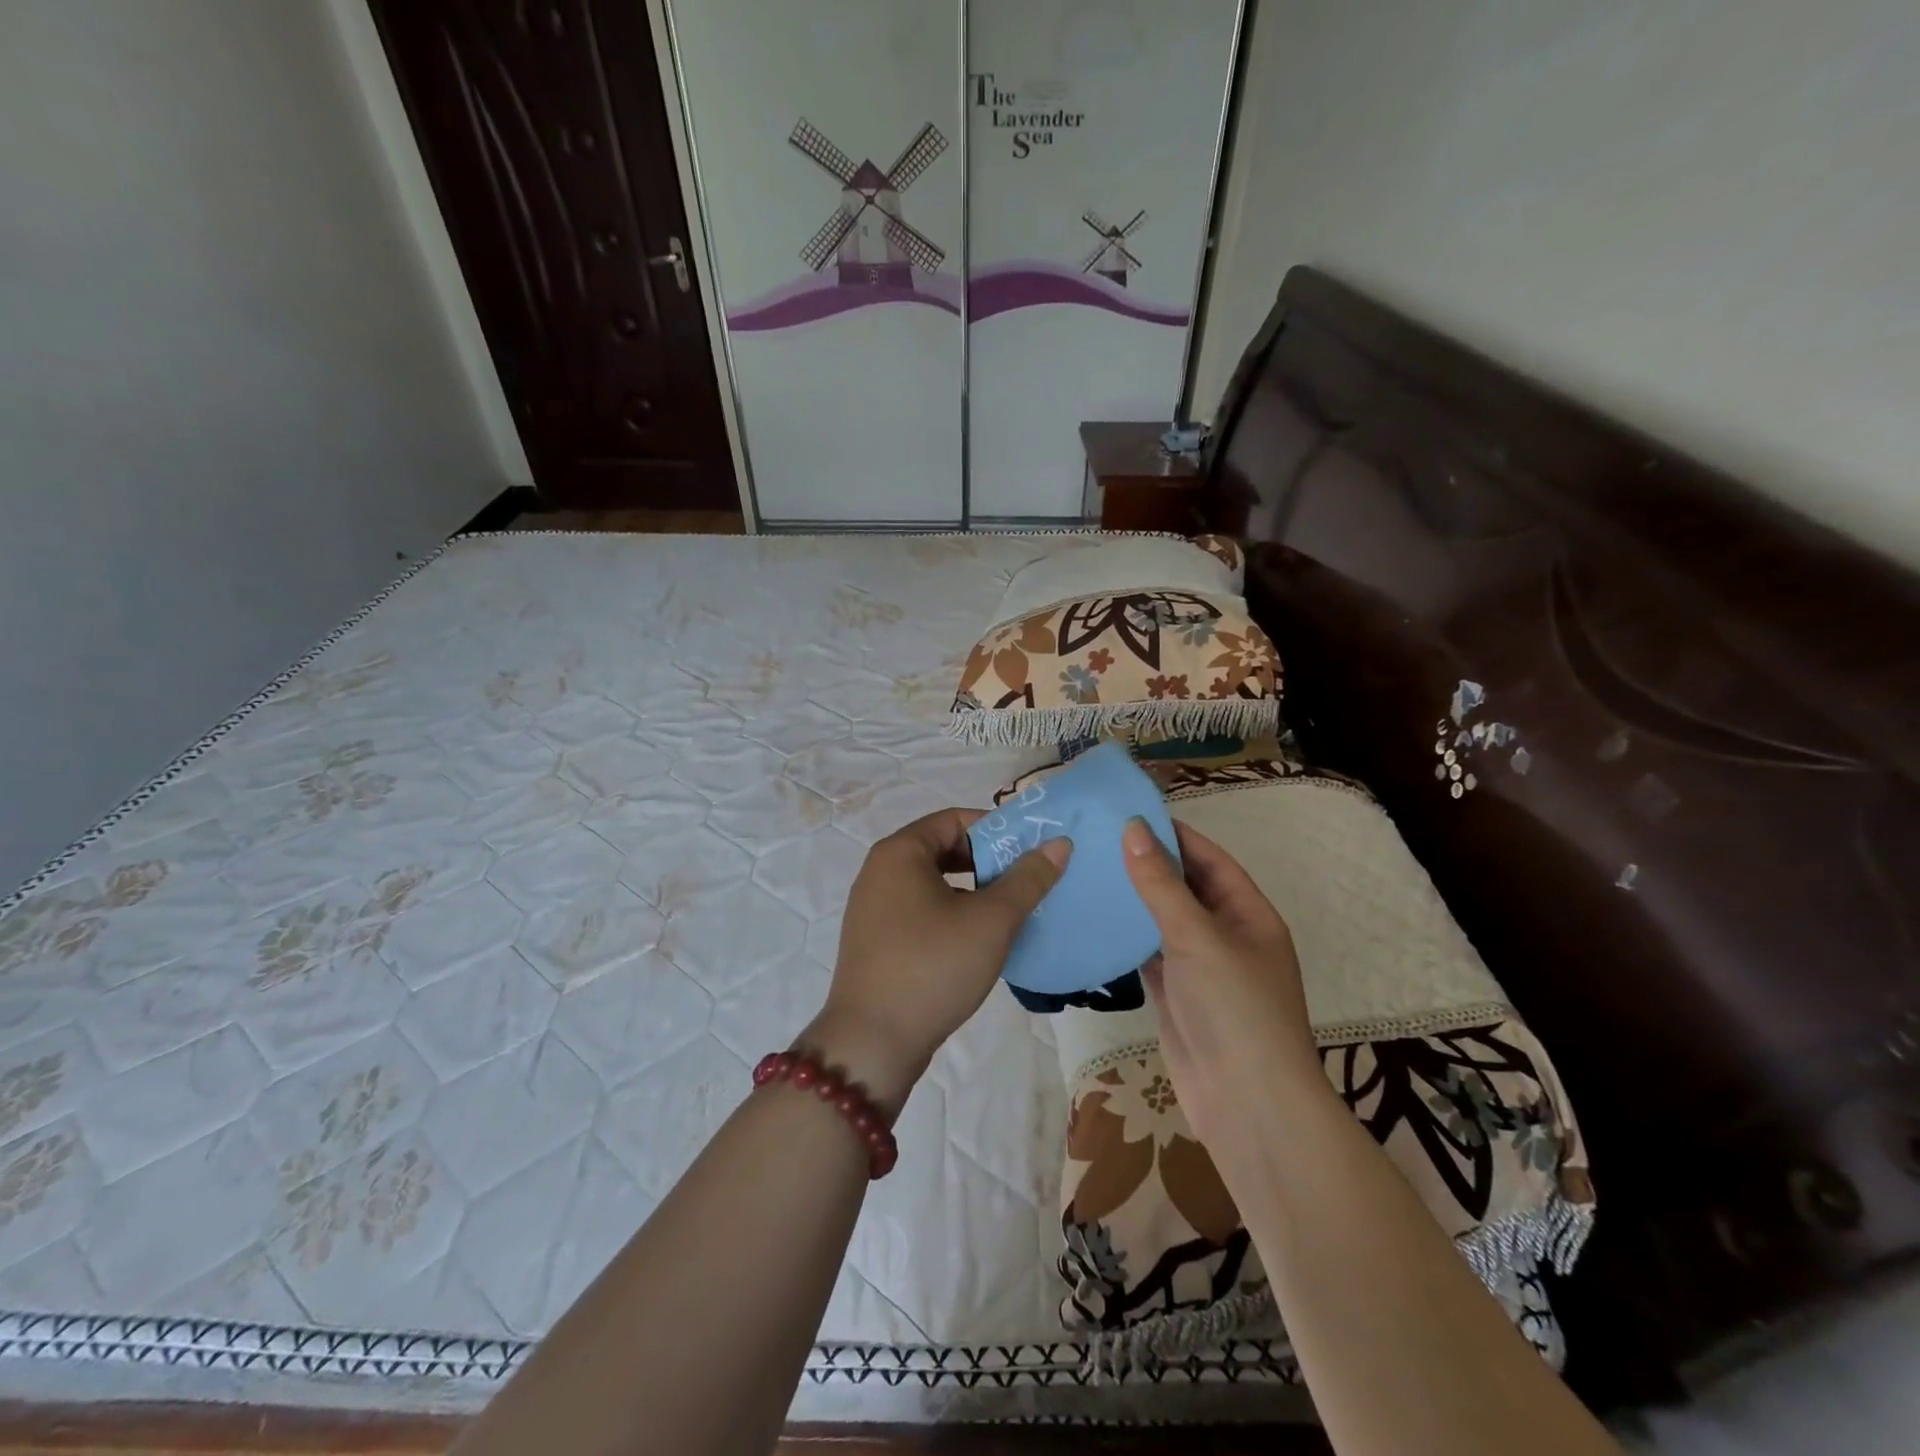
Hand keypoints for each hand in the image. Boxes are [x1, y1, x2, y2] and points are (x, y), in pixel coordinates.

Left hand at [805, 809, 1069, 1117]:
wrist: (872, 1042)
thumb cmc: (933, 967)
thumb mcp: (991, 921)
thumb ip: (1027, 879)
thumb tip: (1059, 843)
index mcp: (899, 852)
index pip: (954, 820)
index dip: (996, 830)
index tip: (1030, 851)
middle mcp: (879, 871)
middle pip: (942, 849)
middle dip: (986, 862)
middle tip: (1025, 882)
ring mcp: (872, 907)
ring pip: (932, 883)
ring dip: (971, 891)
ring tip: (1008, 912)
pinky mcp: (875, 940)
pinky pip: (918, 910)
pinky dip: (949, 913)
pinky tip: (976, 941)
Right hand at [1122, 817, 1322, 1143]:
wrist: (1245, 1104)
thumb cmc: (1234, 1008)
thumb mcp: (1198, 936)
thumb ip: (1161, 884)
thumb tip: (1133, 829)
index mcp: (1249, 914)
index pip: (1209, 859)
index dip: (1174, 834)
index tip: (1130, 813)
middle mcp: (1227, 935)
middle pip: (1185, 887)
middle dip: (1148, 864)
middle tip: (1096, 838)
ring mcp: (1200, 968)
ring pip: (1162, 921)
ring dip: (1132, 900)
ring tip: (1088, 870)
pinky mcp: (1176, 995)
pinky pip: (1148, 954)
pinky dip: (1125, 937)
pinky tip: (1094, 918)